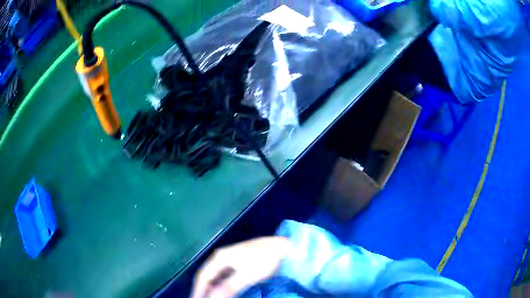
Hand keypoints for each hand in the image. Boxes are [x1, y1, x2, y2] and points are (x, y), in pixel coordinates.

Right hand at [191, 236, 291, 297]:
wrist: (281, 248)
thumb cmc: (264, 260)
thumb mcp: (247, 275)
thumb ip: (228, 287)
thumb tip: (212, 297)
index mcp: (220, 257)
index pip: (203, 276)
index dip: (198, 290)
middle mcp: (220, 256)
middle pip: (206, 275)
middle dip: (202, 289)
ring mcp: (228, 259)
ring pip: (213, 276)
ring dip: (209, 288)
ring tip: (207, 297)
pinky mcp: (235, 262)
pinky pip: (221, 276)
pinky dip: (218, 285)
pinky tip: (219, 291)